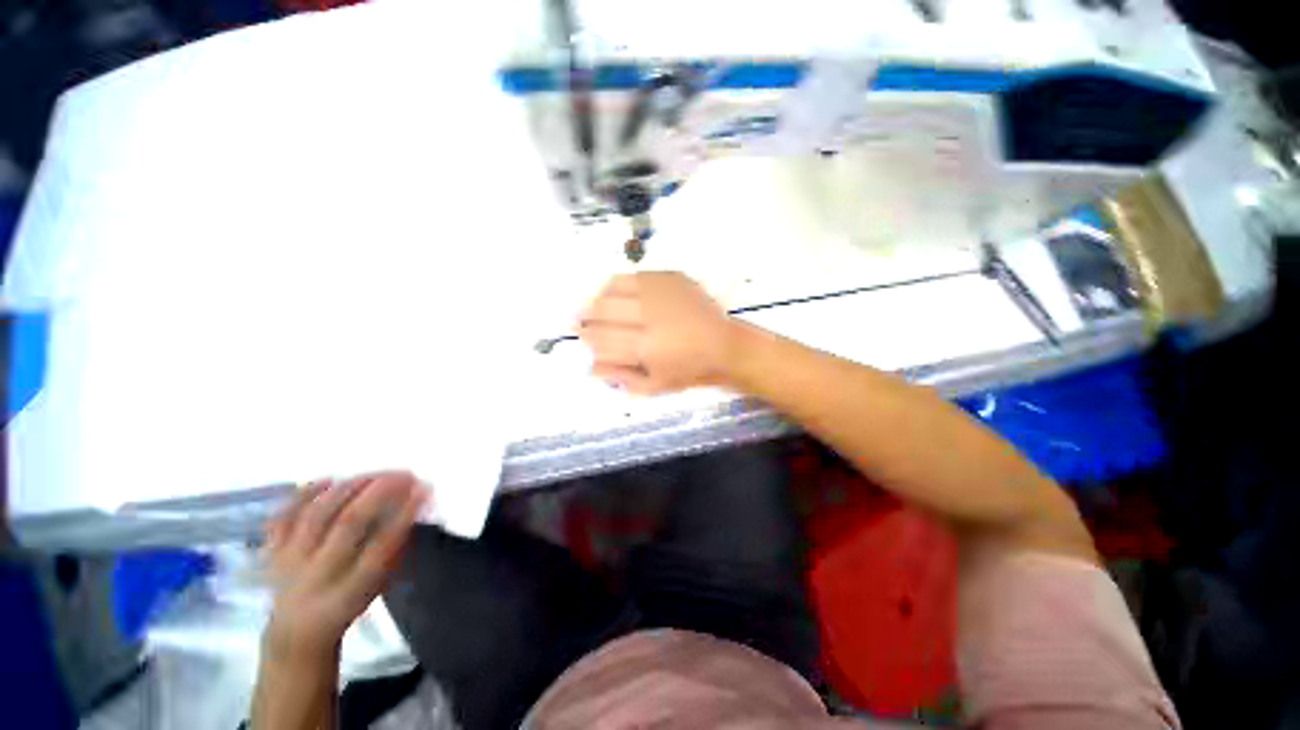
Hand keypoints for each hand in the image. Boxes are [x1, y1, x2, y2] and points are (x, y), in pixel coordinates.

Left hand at [262, 473, 427, 659]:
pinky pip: (282, 518)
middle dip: (379, 493)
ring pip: (317, 515)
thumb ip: (396, 550)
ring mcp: (289, 562)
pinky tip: (328, 479)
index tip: (424, 489)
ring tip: (376, 474)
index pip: (380, 547)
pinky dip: (303, 495)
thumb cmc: (350, 604)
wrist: (296, 635)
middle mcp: (316, 576)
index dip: (404, 515)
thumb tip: (417, 507)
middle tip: (405, 474)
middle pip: (347, 524)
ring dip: (350, 488)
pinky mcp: (272, 552)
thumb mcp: (379, 588)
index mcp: (348, 592)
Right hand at [579, 272, 735, 394]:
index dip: (587, 337)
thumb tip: (591, 366)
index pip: (602, 339)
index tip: (580, 335)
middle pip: (604, 310)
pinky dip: (618, 283)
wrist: (725, 347)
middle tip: (578, 319)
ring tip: (593, 305)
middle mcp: (651, 317)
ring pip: (615, 289)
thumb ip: (620, 377)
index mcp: (647, 348)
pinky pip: (635, 275)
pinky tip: (614, 291)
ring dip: (598, 297)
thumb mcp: (654, 386)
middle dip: (586, 315)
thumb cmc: (690, 370)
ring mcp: (662, 294)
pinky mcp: (672, 279)